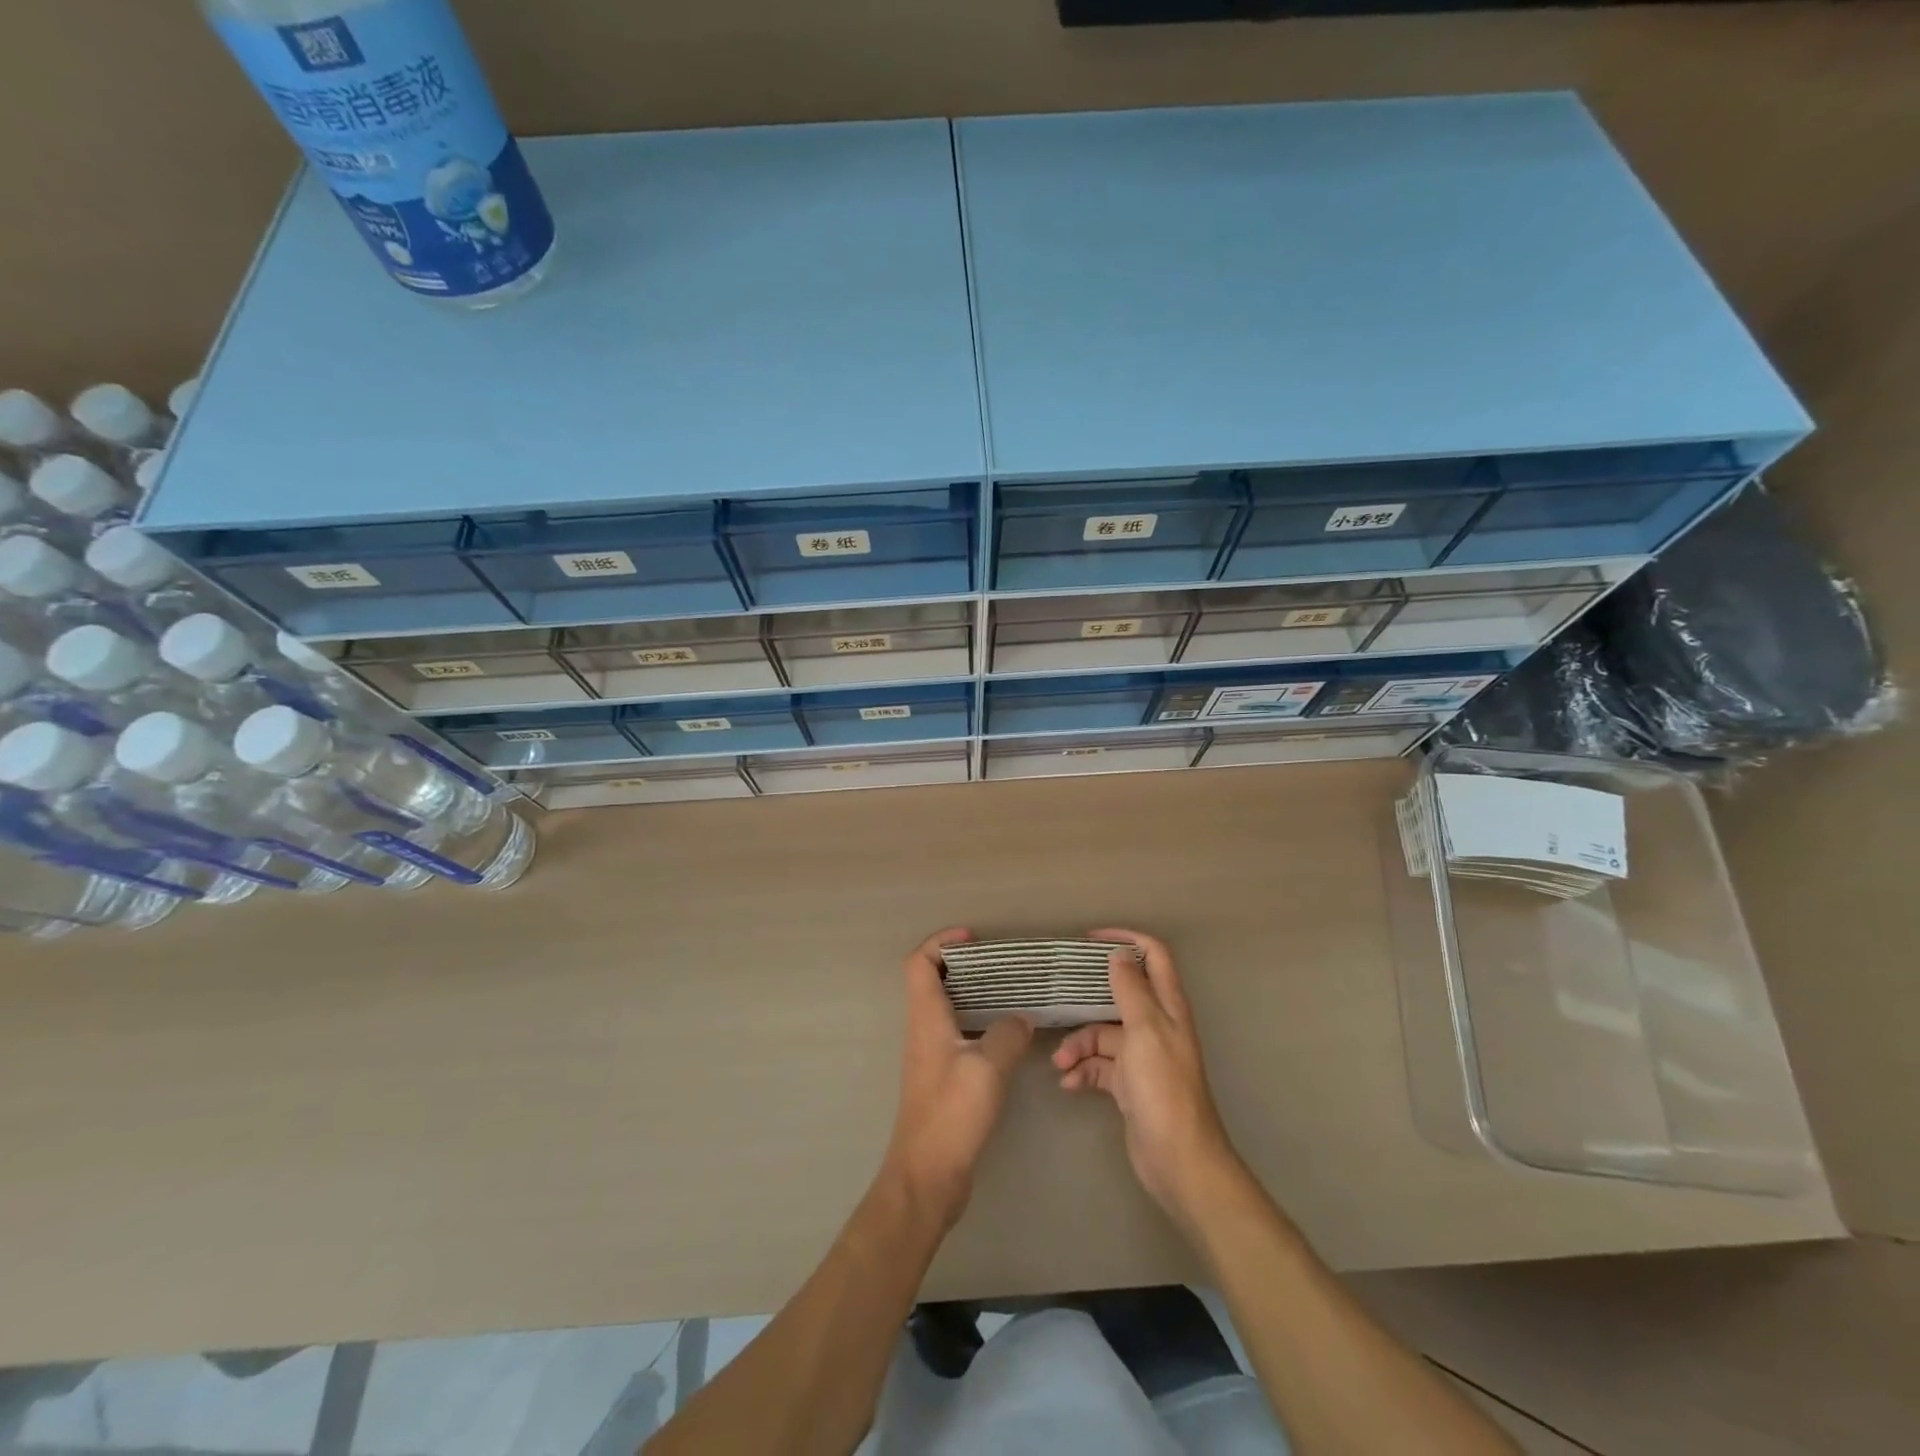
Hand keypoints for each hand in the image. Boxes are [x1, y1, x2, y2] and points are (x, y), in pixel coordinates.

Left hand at [883, 929, 1033, 1227]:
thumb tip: (1021, 1018)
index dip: (941, 941)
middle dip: (963, 963)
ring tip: (1010, 991)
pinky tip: (1008, 1035)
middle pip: (932, 980)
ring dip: (972, 992)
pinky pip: (958, 1033)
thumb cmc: (952, 1114)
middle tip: (1000, 962)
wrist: (927, 1176)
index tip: (973, 937)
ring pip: (946, 1007)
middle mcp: (923, 1030)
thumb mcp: (987, 1068)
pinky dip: (979, 1022)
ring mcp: (931, 1055)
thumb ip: (1008, 1035)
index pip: (919, 962)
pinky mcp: (942, 1077)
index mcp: (926, 1018)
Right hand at [1053, 928, 1240, 1221]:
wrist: (1178, 1161)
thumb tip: (1119, 954)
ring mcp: (1141, 1056)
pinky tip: (1069, 1083)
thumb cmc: (1163, 1089)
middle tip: (1058, 994)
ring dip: (1079, 1044)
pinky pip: (1099, 1066)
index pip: (1153, 955)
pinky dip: (1082, 1070)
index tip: (1090, 939)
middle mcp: (1156, 1026)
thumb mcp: (1145, 1031)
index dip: (1126, 939)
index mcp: (1167, 1007)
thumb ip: (1131, 990)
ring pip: (1102, 1034)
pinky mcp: (1128, 1084)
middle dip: (1087, 997)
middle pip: (1119, 995)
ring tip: (1060, 1063)